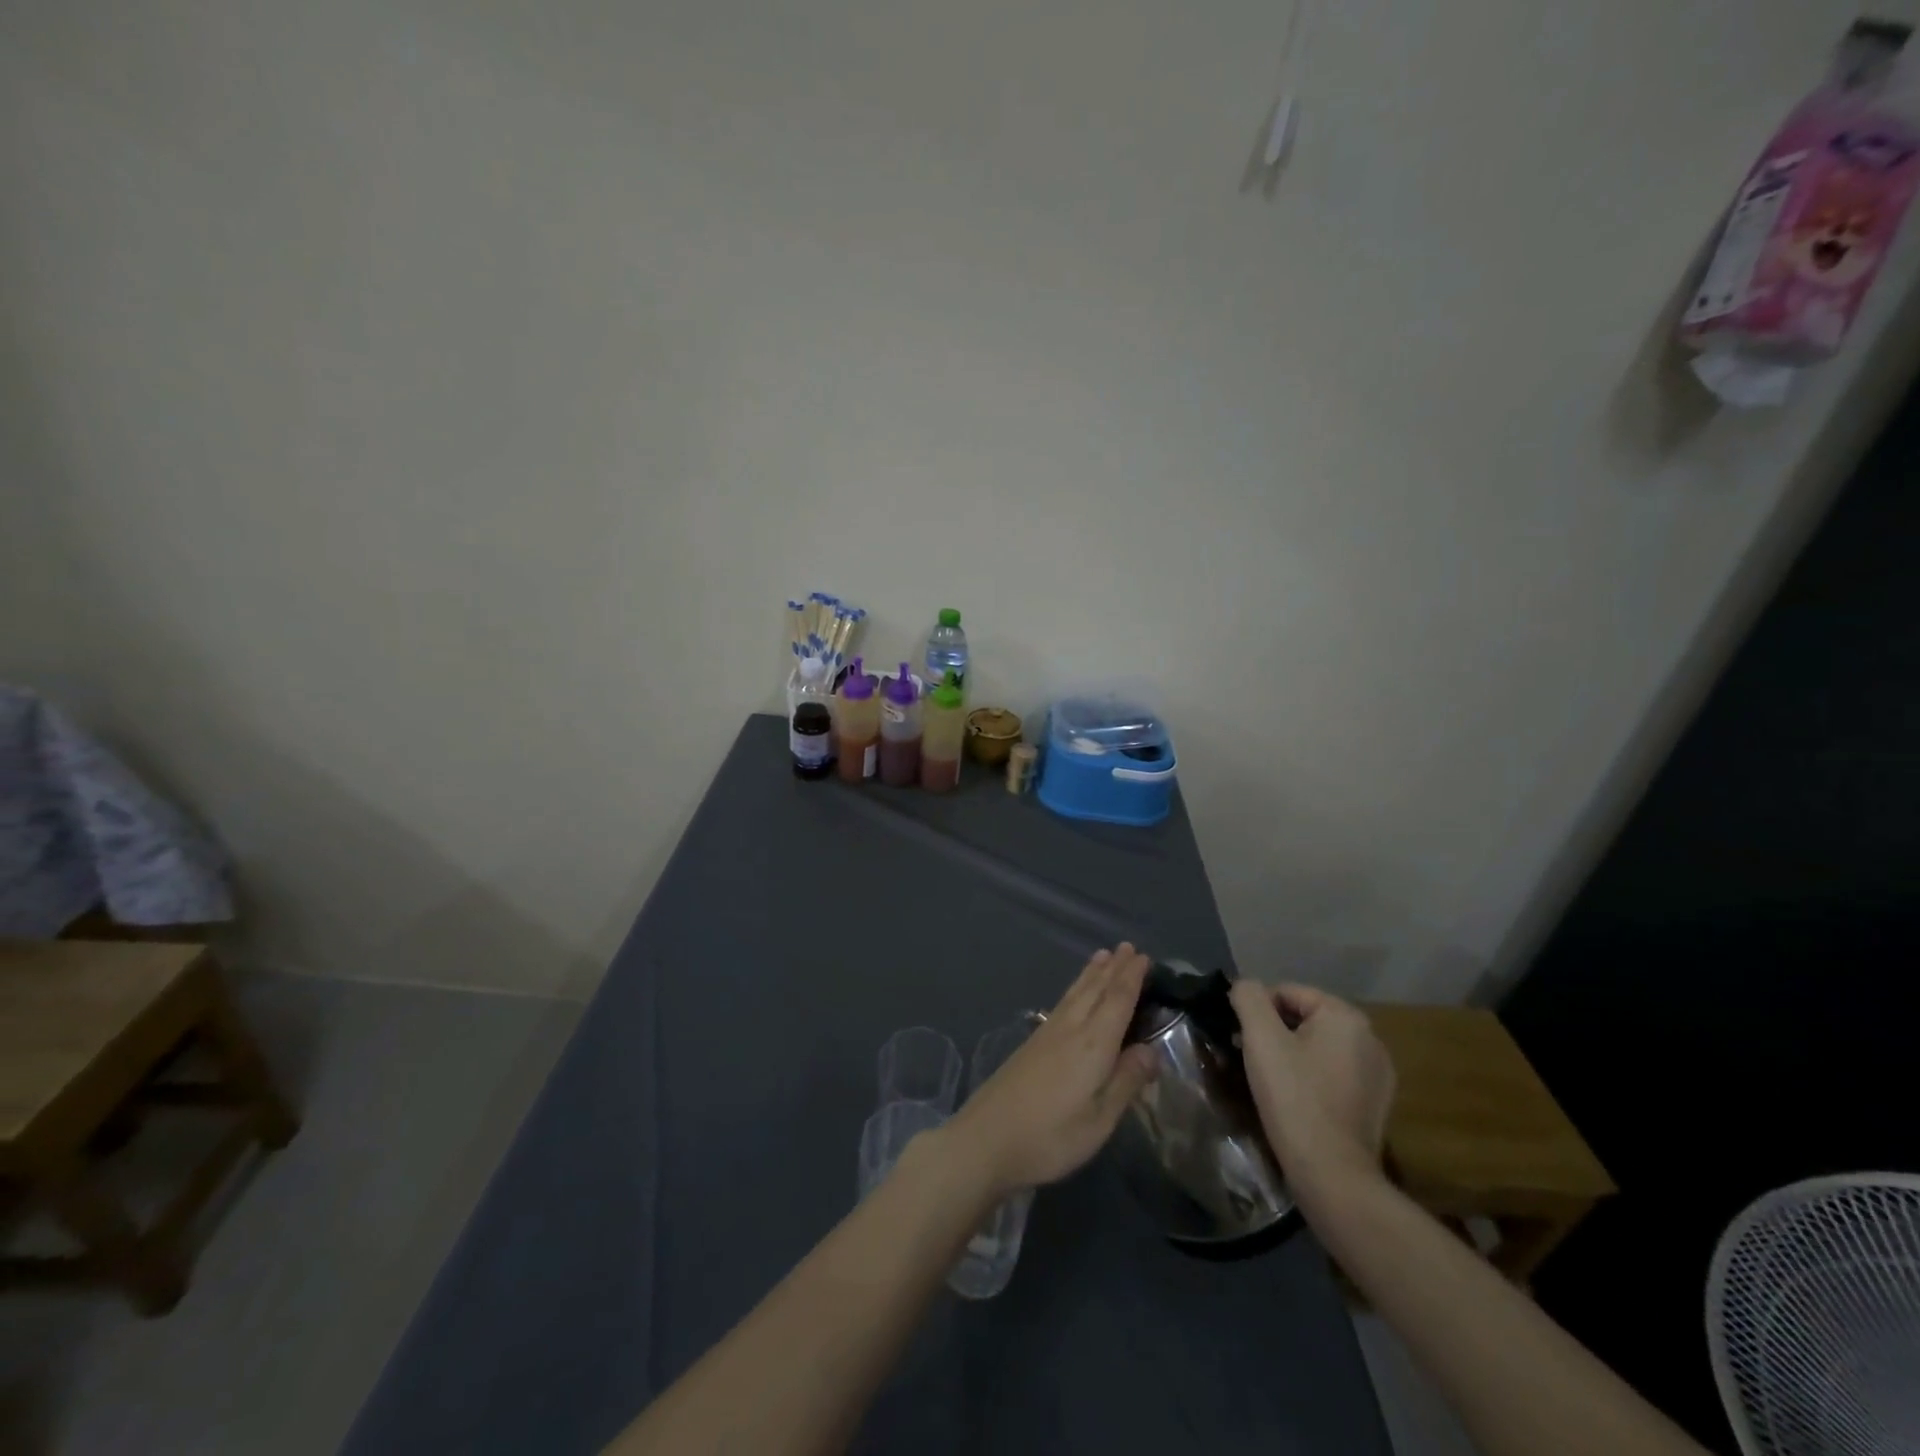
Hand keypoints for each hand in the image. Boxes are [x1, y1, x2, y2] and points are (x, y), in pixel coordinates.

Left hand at [943, 944, 1158, 1196]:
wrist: (986, 1139)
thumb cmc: (1050, 1137)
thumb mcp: (1099, 1120)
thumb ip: (1125, 1082)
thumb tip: (1152, 1050)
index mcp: (1092, 1045)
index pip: (1117, 1001)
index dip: (1131, 978)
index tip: (1144, 957)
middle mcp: (1070, 1029)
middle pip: (1095, 990)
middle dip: (1114, 968)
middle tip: (1128, 946)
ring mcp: (1047, 1033)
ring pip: (1076, 993)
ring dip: (1092, 973)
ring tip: (1103, 955)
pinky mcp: (1032, 1043)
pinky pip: (1063, 1002)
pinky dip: (1075, 988)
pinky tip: (1074, 994)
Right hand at [1229, 981, 1395, 1195]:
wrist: (1332, 1175)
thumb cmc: (1294, 1098)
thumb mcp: (1260, 1038)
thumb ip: (1248, 997)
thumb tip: (1245, 987)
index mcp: (1346, 1016)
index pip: (1287, 992)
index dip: (1257, 1011)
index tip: (1240, 1038)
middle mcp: (1370, 1038)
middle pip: (1305, 1019)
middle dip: (1274, 1033)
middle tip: (1250, 1059)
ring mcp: (1378, 1073)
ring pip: (1319, 1047)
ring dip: (1291, 1055)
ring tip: (1270, 1082)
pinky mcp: (1376, 1103)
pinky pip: (1334, 1073)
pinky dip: (1312, 1077)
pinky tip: (1297, 1101)